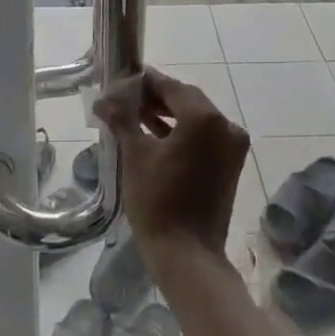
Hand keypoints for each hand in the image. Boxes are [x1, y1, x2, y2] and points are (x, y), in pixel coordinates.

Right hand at [96, 68, 248, 266]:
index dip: (145, 82)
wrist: (187, 255)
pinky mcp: (230, 164)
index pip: (171, 87)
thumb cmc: (158, 201)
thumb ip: (122, 119)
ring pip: (196, 118)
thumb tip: (103, 99)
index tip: (122, 80)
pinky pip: (204, 136)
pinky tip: (154, 132)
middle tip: (126, 98)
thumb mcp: (135, 155)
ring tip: (135, 114)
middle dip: (156, 97)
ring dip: (168, 114)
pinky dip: (182, 132)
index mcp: (204, 118)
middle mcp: (225, 125)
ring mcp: (231, 146)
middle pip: (186, 99)